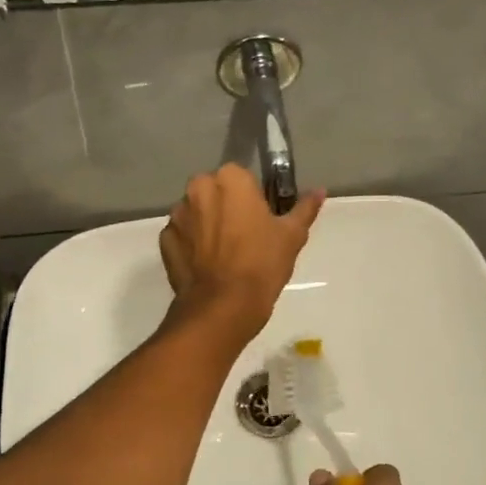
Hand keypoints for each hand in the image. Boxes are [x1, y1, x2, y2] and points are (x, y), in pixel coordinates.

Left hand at [158, 164, 323, 341]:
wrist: (223, 307)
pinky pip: (182, 235)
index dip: (253, 198)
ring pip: (197, 211)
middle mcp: (198, 188)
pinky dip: (192, 244)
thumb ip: (304, 208)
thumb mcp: (292, 235)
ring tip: (225, 254)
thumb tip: (320, 191)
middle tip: (245, 236)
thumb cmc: (262, 264)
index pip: (243, 177)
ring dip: (207, 223)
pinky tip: (207, 265)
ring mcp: (177, 214)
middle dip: (227, 206)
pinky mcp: (165, 240)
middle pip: (216, 191)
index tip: (261, 220)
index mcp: (230, 178)